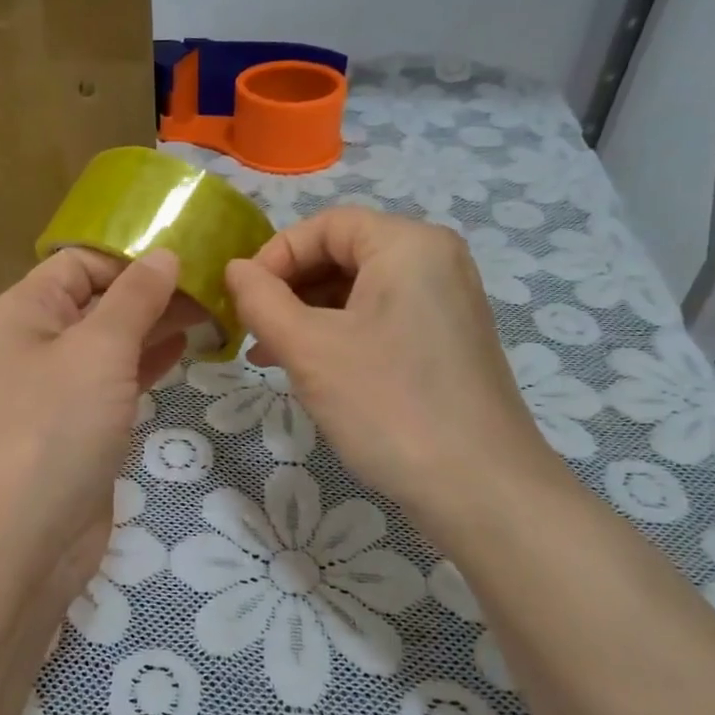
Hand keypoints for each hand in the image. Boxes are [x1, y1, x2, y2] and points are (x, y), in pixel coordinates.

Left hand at [0, 247, 195, 602]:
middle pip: (99, 300)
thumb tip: (164, 256)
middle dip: (152, 291)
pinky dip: (148, 363)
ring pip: (112, 342)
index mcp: (27, 311)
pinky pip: (117, 380)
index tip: (188, 259)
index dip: (131, 257)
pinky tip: (185, 351)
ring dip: (156, 327)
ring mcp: (59, 388)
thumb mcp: (99, 348)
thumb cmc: (57, 426)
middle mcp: (39, 342)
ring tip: (213, 313)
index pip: (81, 262)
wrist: (25, 535)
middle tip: (215, 286)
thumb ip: (134, 298)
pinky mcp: (80, 426)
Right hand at [224, 207, 567, 532]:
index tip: (242, 299)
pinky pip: (379, 320)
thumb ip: (261, 300)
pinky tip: (309, 370)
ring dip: (307, 317)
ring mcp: (445, 304)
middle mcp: (435, 262)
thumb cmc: (388, 405)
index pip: (326, 225)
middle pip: (343, 254)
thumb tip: (235, 269)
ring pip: (357, 291)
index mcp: (409, 245)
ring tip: (270, 357)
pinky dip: (338, 336)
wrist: (479, 489)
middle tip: (254, 332)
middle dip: (289, 290)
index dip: (275, 255)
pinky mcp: (445, 342)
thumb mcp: (309, 349)